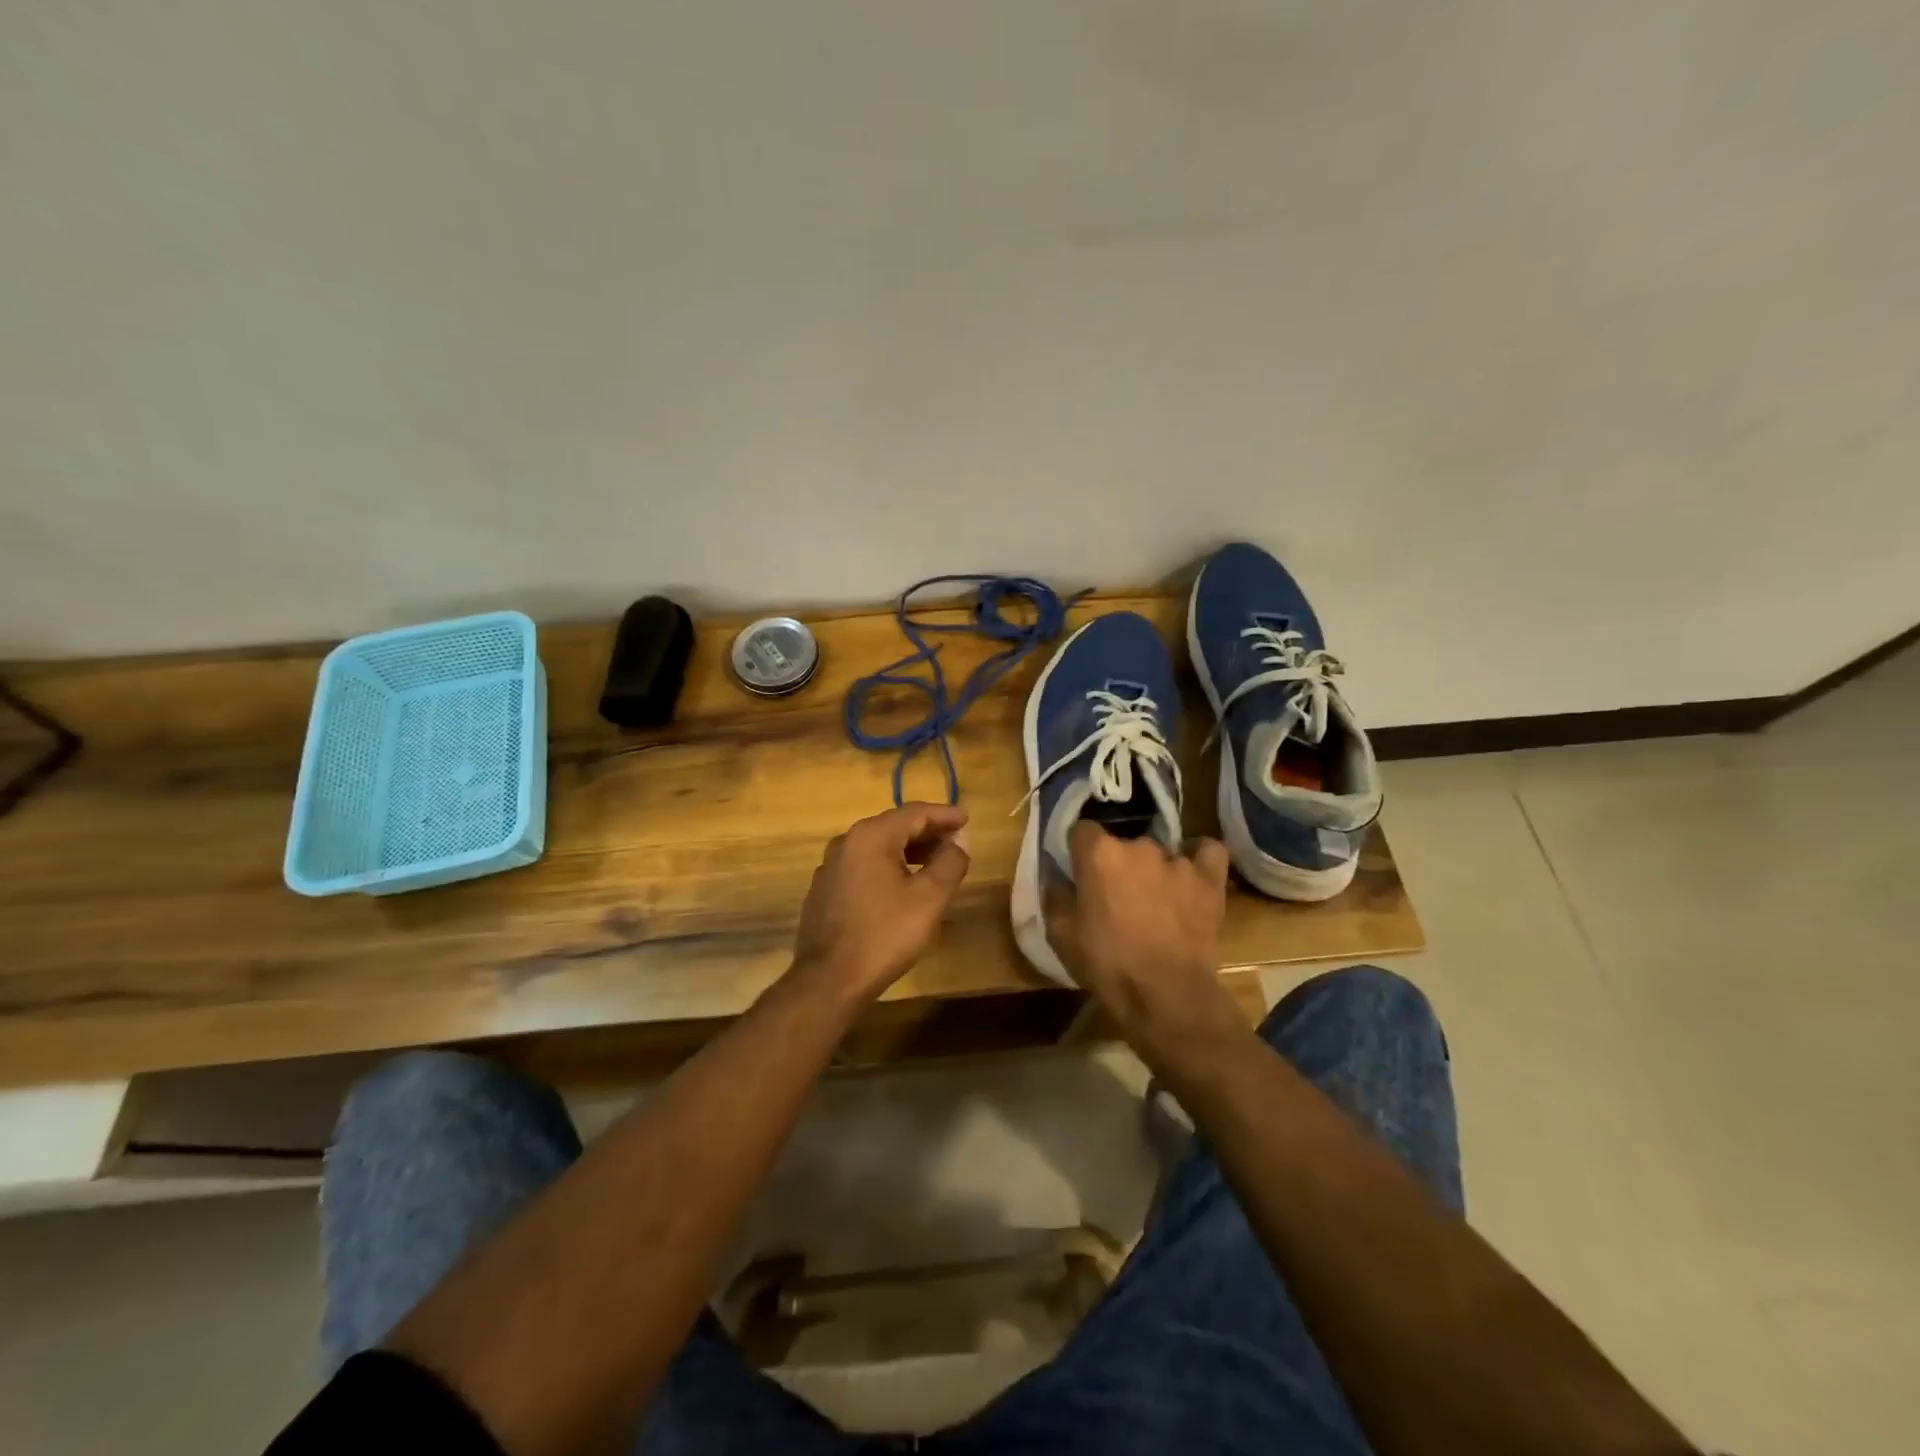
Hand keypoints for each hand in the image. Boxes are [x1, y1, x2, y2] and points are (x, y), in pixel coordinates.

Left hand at [791, 803, 972, 1002]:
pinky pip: (864, 866)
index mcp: (871, 836)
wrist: (829, 980)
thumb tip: (959, 840)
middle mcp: (846, 842)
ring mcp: (831, 866)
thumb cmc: (884, 934)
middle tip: (956, 841)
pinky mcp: (825, 890)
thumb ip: (949, 862)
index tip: (966, 819)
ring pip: (878, 847)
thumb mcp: (929, 898)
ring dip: (909, 851)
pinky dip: (889, 866)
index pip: (914, 813)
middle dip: (928, 832)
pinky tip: (903, 885)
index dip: (944, 814)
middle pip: (894, 826)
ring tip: (936, 863)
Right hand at [1045, 822, 1244, 1053]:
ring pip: (1159, 851)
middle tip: (1115, 896)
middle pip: (1122, 842)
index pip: (1082, 830)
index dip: (1079, 850)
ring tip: (1154, 898)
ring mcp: (1177, 860)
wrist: (1165, 995)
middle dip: (1117, 864)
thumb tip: (1057, 878)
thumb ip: (1056, 897)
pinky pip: (1206, 852)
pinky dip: (1198, 858)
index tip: (1079, 871)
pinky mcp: (1208, 878)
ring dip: (1153, 869)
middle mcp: (1138, 845)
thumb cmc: (1107, 964)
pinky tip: (1190, 873)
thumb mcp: (1061, 935)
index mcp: (1098, 854)